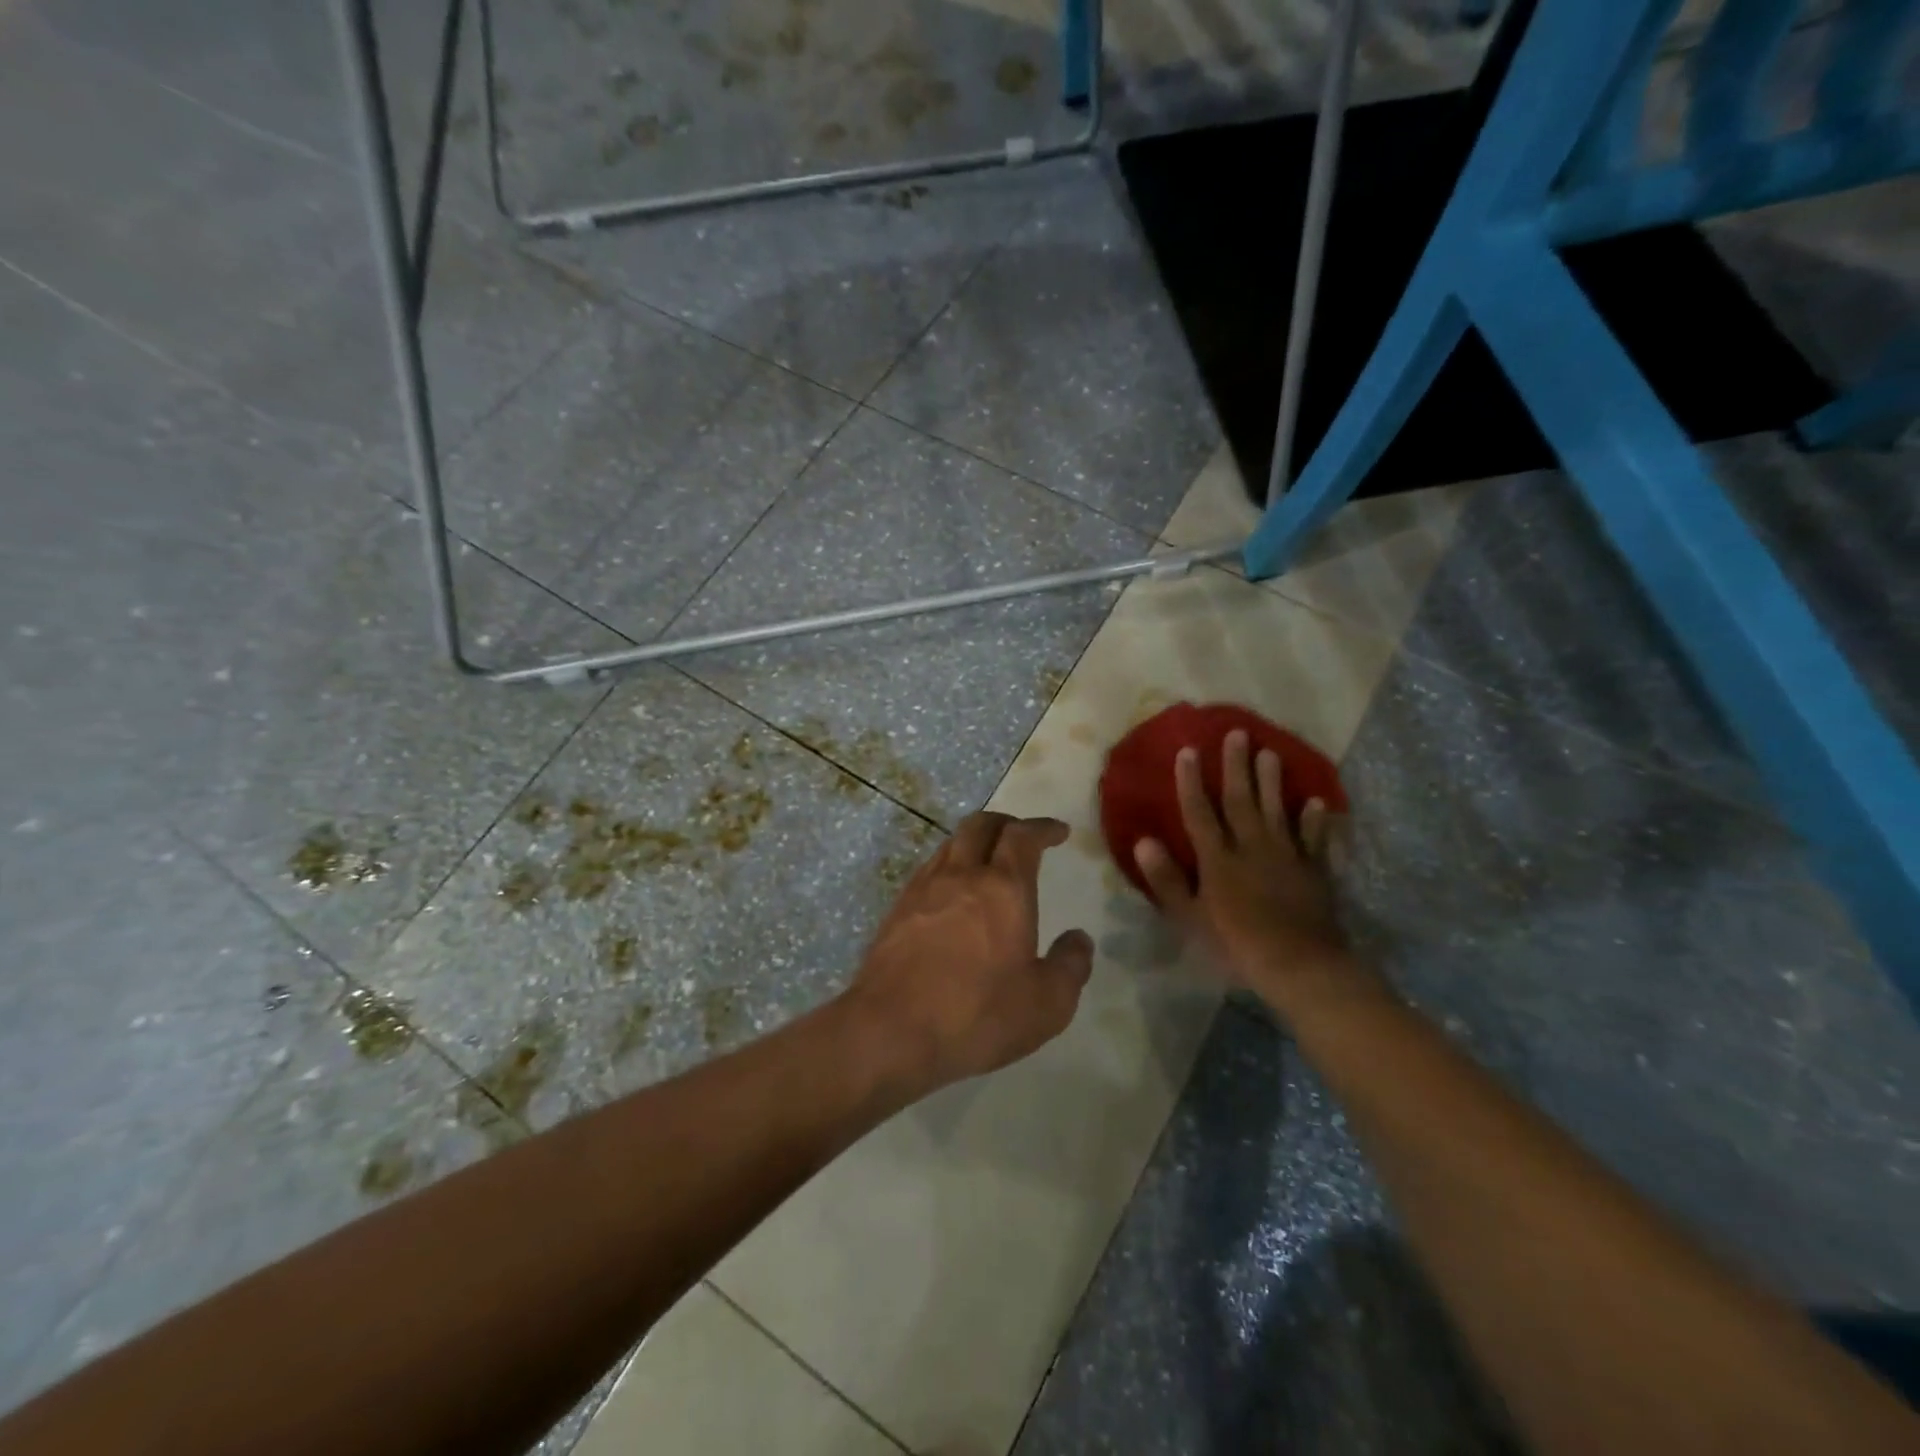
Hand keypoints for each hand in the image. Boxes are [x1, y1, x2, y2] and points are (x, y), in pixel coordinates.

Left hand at [847, 811, 1092, 1092]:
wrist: (889, 1030)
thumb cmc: (976, 1015)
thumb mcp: (1046, 1004)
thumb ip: (1071, 966)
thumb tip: (1079, 939)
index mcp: (1004, 888)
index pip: (1024, 837)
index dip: (1043, 828)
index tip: (1058, 831)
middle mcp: (962, 875)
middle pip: (981, 825)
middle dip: (1006, 823)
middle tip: (1021, 836)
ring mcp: (924, 889)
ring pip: (951, 844)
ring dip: (974, 841)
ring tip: (986, 861)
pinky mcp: (897, 909)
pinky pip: (929, 869)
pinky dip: (949, 866)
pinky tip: (952, 894)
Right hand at [1133, 730, 1357, 1010]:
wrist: (1300, 965)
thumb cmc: (1236, 945)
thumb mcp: (1190, 918)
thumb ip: (1167, 879)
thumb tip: (1143, 841)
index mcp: (1218, 860)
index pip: (1200, 813)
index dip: (1191, 782)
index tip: (1188, 750)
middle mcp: (1251, 848)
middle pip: (1241, 801)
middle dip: (1236, 767)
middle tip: (1238, 733)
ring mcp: (1286, 856)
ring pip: (1276, 811)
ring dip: (1273, 781)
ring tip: (1271, 751)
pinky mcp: (1313, 871)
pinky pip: (1314, 839)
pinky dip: (1315, 820)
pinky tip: (1317, 801)